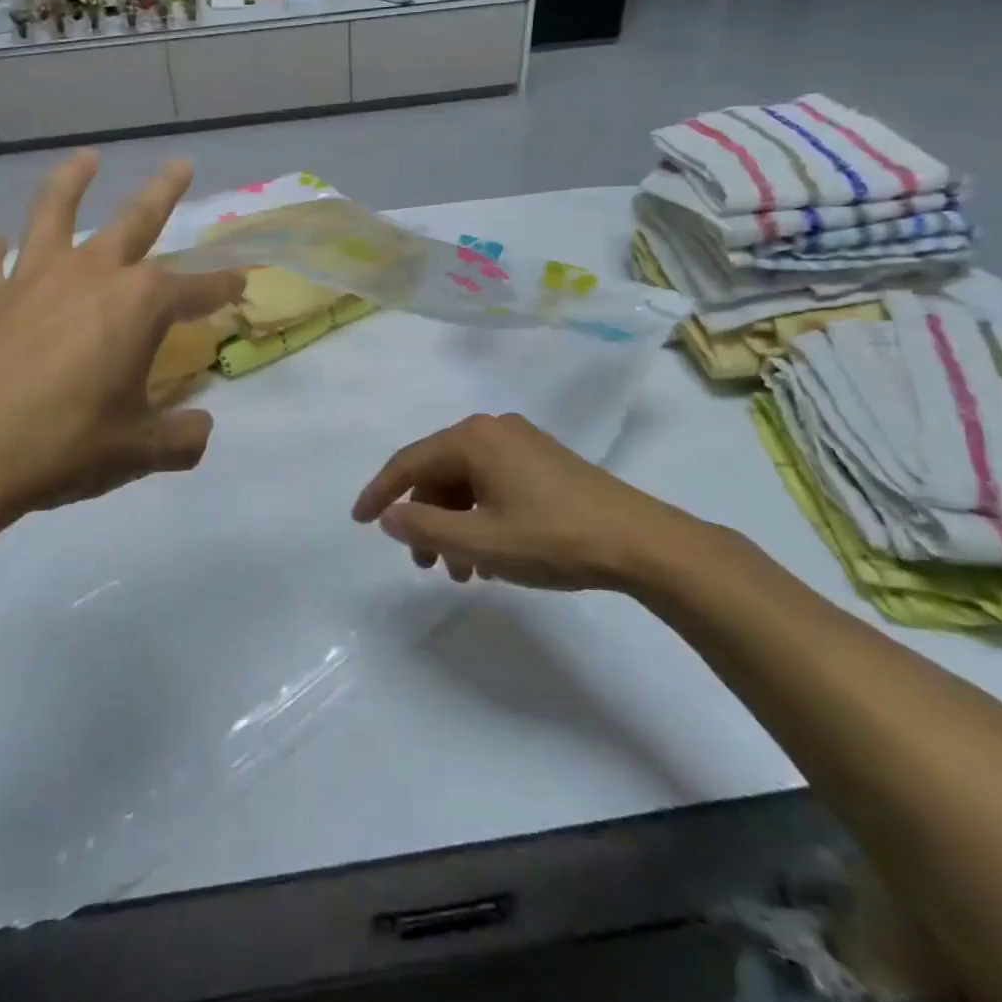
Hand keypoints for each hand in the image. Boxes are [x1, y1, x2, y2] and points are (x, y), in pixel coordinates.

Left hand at [0, 151, 243, 532]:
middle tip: (181, 164)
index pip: (197, 290)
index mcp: (139, 305)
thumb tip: (201, 428)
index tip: (242, 282)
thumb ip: (181, 438)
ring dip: (73, 181)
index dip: (223, 287)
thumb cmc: (63, 444)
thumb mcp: (137, 450)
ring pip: (55, 211)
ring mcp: (32, 278)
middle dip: (164, 192)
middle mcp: (91, 274)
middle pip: (136, 220)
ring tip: (86, 158)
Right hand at [351, 413, 725, 591]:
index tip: (360, 522)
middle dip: (426, 518)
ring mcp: (522, 443)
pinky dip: (481, 517)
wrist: (641, 542)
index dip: (380, 492)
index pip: (409, 461)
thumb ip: (425, 528)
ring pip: (467, 482)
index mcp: (473, 438)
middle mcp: (494, 430)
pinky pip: (493, 484)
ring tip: (461, 571)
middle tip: (425, 564)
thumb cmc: (552, 538)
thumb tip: (390, 516)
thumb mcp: (480, 541)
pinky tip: (490, 556)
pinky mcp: (544, 461)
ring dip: (455, 524)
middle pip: (439, 472)